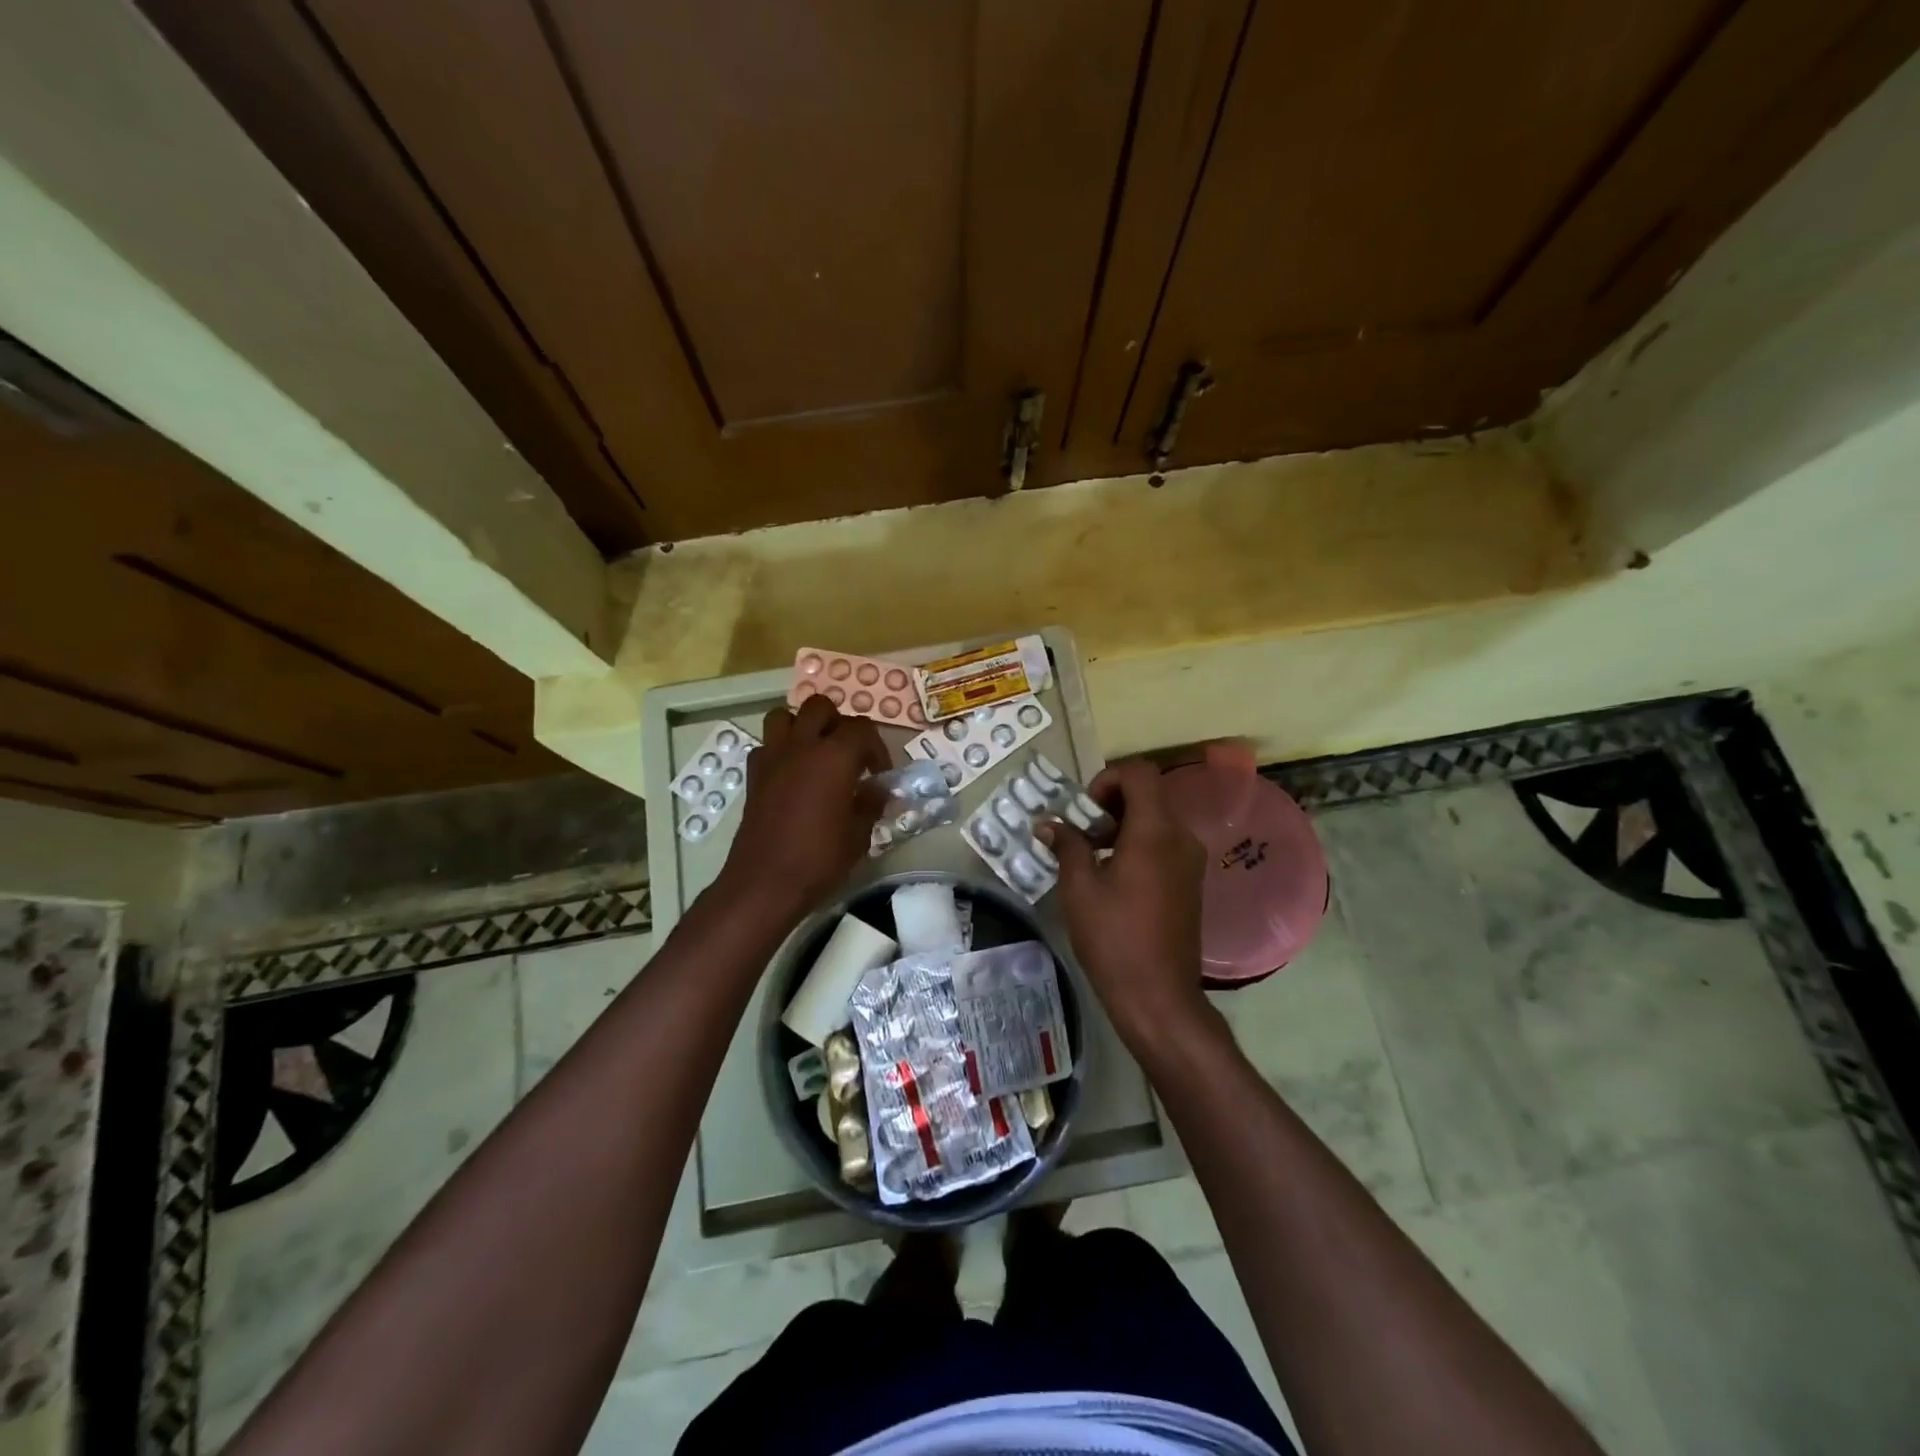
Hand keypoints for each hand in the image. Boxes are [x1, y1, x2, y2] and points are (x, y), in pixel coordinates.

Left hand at [719, 696, 889, 921]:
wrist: (764, 882)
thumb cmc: (819, 859)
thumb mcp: (859, 834)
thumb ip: (871, 803)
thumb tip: (879, 789)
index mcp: (835, 756)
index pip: (862, 728)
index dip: (876, 747)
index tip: (880, 774)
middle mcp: (802, 746)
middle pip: (821, 707)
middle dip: (838, 723)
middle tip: (848, 754)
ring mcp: (773, 757)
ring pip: (785, 716)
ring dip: (803, 726)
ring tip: (816, 753)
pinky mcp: (753, 774)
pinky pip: (767, 745)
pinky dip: (781, 750)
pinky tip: (791, 775)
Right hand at [1039, 758, 1209, 1051]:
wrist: (1158, 996)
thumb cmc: (1114, 938)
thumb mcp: (1079, 888)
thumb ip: (1067, 846)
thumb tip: (1048, 823)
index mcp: (1155, 831)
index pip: (1140, 773)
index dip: (1108, 779)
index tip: (1085, 809)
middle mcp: (1181, 838)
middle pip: (1150, 794)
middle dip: (1112, 803)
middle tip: (1082, 832)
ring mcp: (1191, 861)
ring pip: (1158, 820)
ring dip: (1124, 825)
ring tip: (1092, 855)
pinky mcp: (1191, 883)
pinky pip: (1165, 844)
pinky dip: (1139, 844)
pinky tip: (1114, 877)